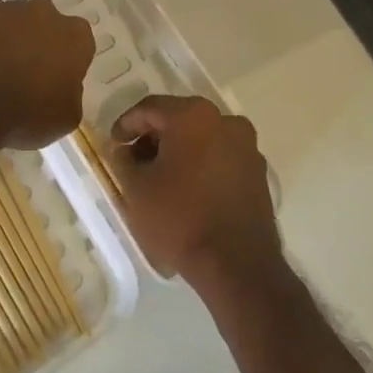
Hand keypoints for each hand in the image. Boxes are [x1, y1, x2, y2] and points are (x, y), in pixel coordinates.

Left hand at [0, 0, 92, 150]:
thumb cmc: (24, 116)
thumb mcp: (65, 117)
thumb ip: (67, 93)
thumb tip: (56, 84)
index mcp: (77, 38)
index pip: (78, 49)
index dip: (64, 68)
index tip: (52, 86)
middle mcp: (48, 14)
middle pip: (48, 31)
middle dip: (40, 50)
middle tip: (26, 82)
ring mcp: (12, 9)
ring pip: (18, 21)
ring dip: (13, 38)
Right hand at [109, 95, 278, 285]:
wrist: (236, 264)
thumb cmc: (180, 218)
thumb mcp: (136, 188)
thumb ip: (123, 160)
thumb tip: (125, 150)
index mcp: (193, 115)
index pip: (150, 108)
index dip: (126, 124)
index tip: (114, 144)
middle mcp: (225, 120)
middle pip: (179, 119)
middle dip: (153, 137)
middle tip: (134, 160)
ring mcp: (246, 146)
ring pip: (202, 137)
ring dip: (178, 151)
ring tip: (160, 178)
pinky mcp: (258, 172)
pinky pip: (221, 157)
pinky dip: (201, 164)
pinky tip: (187, 190)